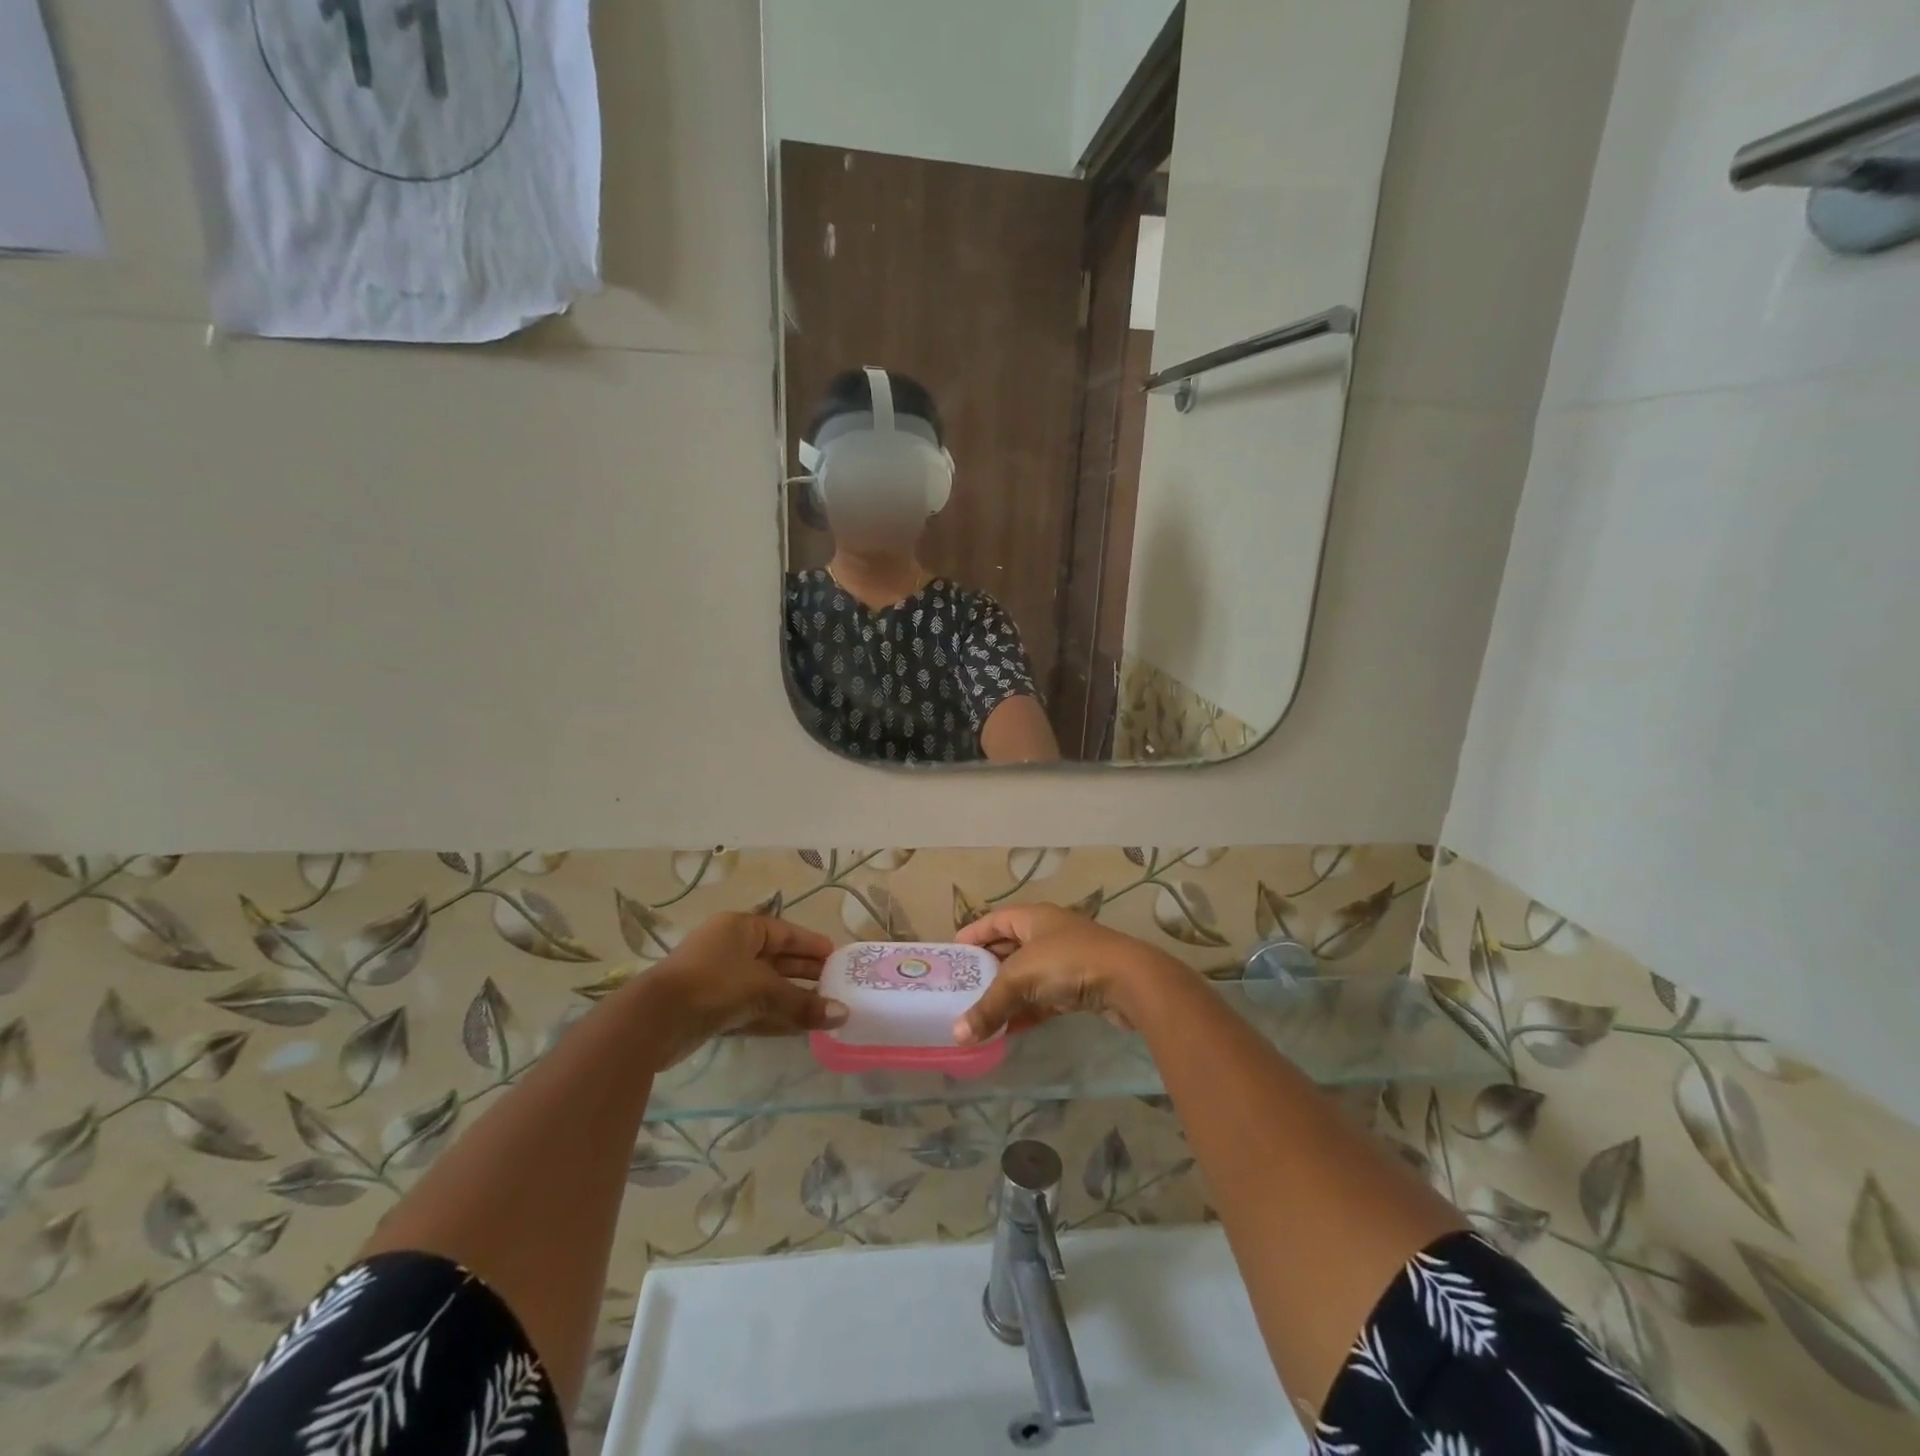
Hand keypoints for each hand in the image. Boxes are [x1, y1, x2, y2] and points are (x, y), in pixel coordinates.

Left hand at [646, 913, 847, 1065]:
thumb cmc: (714, 985)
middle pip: (776, 959)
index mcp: (741, 928)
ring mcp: (718, 979)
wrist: (654, 1021)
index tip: (838, 958)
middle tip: (836, 986)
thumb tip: (843, 1013)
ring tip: (824, 1011)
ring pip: (764, 987)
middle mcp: (730, 948)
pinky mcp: (711, 1009)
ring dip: (791, 999)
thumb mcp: (764, 990)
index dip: (812, 945)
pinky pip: (751, 1009)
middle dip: (805, 974)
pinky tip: (798, 1030)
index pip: (786, 932)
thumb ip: (803, 1003)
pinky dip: (773, 1017)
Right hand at [953, 904, 1188, 1044]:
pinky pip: (1044, 998)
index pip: (994, 920)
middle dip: (986, 968)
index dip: (973, 934)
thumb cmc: (1067, 963)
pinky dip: (1026, 1011)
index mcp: (1033, 917)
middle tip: (961, 988)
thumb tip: (957, 1034)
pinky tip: (1008, 1030)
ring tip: (978, 1014)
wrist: (1128, 981)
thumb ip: (988, 1006)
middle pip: (1009, 948)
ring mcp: (1066, 959)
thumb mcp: (1020, 979)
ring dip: (1006, 994)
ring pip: (1027, 976)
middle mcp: (1048, 933)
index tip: (952, 954)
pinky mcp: (1079, 986)